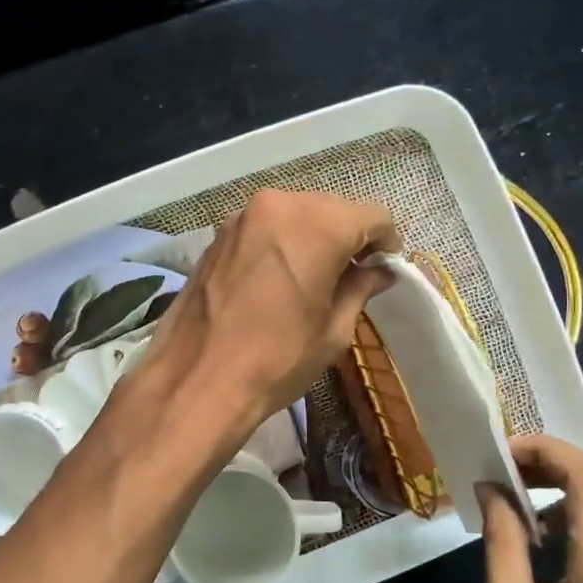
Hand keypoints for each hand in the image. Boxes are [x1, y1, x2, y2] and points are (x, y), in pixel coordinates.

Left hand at [129, 188, 399, 446]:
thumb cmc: (277, 359)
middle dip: (349, 236)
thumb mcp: (333, 330)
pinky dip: (282, 241)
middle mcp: (279, 204)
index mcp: (316, 224)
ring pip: (296, 213)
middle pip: (332, 208)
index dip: (386, 241)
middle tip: (355, 274)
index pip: (372, 215)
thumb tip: (378, 272)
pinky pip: (265, 226)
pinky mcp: (218, 234)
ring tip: (316, 277)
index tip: (384, 267)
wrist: (197, 378)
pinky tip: (281, 276)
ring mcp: (242, 216)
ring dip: (313, 237)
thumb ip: (360, 289)